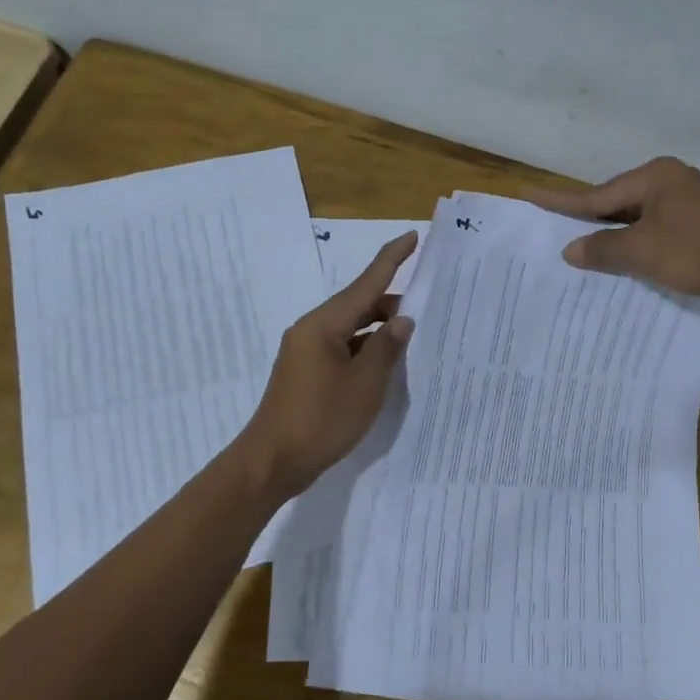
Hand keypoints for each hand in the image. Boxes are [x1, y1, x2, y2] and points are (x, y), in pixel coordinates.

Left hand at [234, 232, 417, 499]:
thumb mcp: (364, 384)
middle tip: (428, 309)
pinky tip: (386, 364)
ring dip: (379, 331)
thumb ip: (386, 348)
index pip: (366, 283)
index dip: (391, 259)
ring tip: (413, 340)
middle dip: (391, 304)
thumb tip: (402, 320)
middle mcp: (312, 330)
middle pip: (358, 305)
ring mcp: (306, 352)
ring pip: (351, 329)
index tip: (412, 236)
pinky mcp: (306, 372)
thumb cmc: (321, 420)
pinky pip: (342, 348)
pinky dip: (365, 350)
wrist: (271, 462)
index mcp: (324, 325)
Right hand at [527, 157, 699, 302]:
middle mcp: (670, 179)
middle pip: (616, 202)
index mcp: (653, 177)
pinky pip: (655, 227)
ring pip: (636, 216)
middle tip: (553, 228)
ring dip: (613, 234)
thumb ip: (602, 249)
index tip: (529, 194)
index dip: (560, 201)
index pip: (595, 194)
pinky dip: (636, 241)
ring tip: (583, 247)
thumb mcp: (641, 252)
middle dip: (588, 219)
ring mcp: (688, 199)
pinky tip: (625, 256)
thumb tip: (570, 249)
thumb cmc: (697, 253)